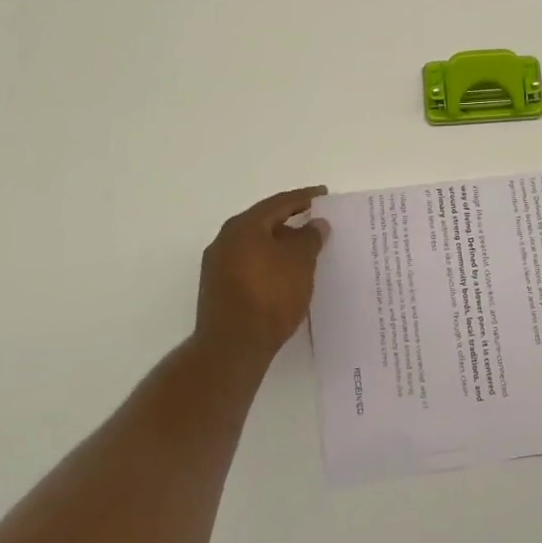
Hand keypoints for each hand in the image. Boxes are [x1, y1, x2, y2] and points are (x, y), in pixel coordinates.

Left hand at [195, 186, 330, 365]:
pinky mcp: (218, 290)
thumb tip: (316, 223)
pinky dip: (269, 263)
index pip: (279, 203)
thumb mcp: (300, 261)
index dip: (304, 197)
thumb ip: (310, 237)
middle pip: (264, 222)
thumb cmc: (270, 295)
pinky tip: (285, 274)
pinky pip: (250, 265)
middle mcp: (225, 240)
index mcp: (244, 226)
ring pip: (256, 246)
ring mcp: (218, 266)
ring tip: (304, 250)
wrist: (232, 348)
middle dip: (290, 221)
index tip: (323, 194)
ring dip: (279, 245)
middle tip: (314, 221)